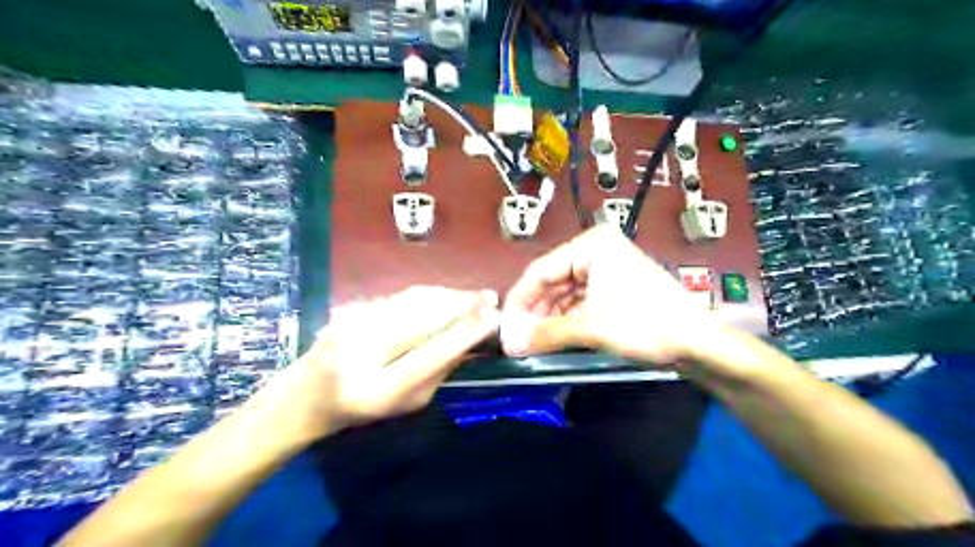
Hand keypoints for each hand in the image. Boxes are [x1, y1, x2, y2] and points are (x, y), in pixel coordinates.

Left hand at [254, 286, 497, 440]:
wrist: (306, 394)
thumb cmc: (364, 408)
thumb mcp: (409, 402)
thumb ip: (440, 371)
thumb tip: (472, 339)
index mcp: (379, 389)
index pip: (430, 355)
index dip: (464, 333)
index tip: (493, 316)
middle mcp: (361, 352)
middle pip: (421, 318)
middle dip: (460, 303)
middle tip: (490, 296)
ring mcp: (352, 324)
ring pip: (410, 300)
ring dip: (448, 294)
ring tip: (474, 294)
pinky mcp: (350, 307)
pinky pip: (399, 296)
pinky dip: (429, 293)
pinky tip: (446, 294)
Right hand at [498, 224, 718, 365]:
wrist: (699, 343)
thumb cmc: (646, 325)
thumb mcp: (591, 328)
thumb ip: (546, 333)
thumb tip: (509, 343)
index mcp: (592, 246)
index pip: (541, 270)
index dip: (519, 299)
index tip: (503, 324)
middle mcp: (597, 250)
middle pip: (552, 280)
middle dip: (534, 310)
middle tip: (516, 337)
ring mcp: (607, 267)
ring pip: (565, 292)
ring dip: (549, 316)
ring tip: (532, 340)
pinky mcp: (615, 285)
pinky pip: (580, 299)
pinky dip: (566, 317)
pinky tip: (554, 335)